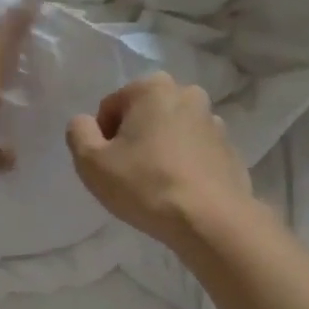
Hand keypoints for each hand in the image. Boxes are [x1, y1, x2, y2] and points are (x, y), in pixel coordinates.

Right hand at [66, 71, 252, 250]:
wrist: (210, 220)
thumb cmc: (145, 185)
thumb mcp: (91, 161)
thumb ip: (78, 132)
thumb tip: (86, 123)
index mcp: (153, 88)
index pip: (111, 107)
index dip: (102, 138)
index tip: (108, 166)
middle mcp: (188, 94)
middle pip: (144, 116)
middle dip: (133, 140)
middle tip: (129, 175)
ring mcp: (215, 122)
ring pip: (172, 133)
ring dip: (160, 150)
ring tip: (156, 186)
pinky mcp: (230, 150)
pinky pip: (195, 152)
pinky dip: (184, 165)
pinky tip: (179, 192)